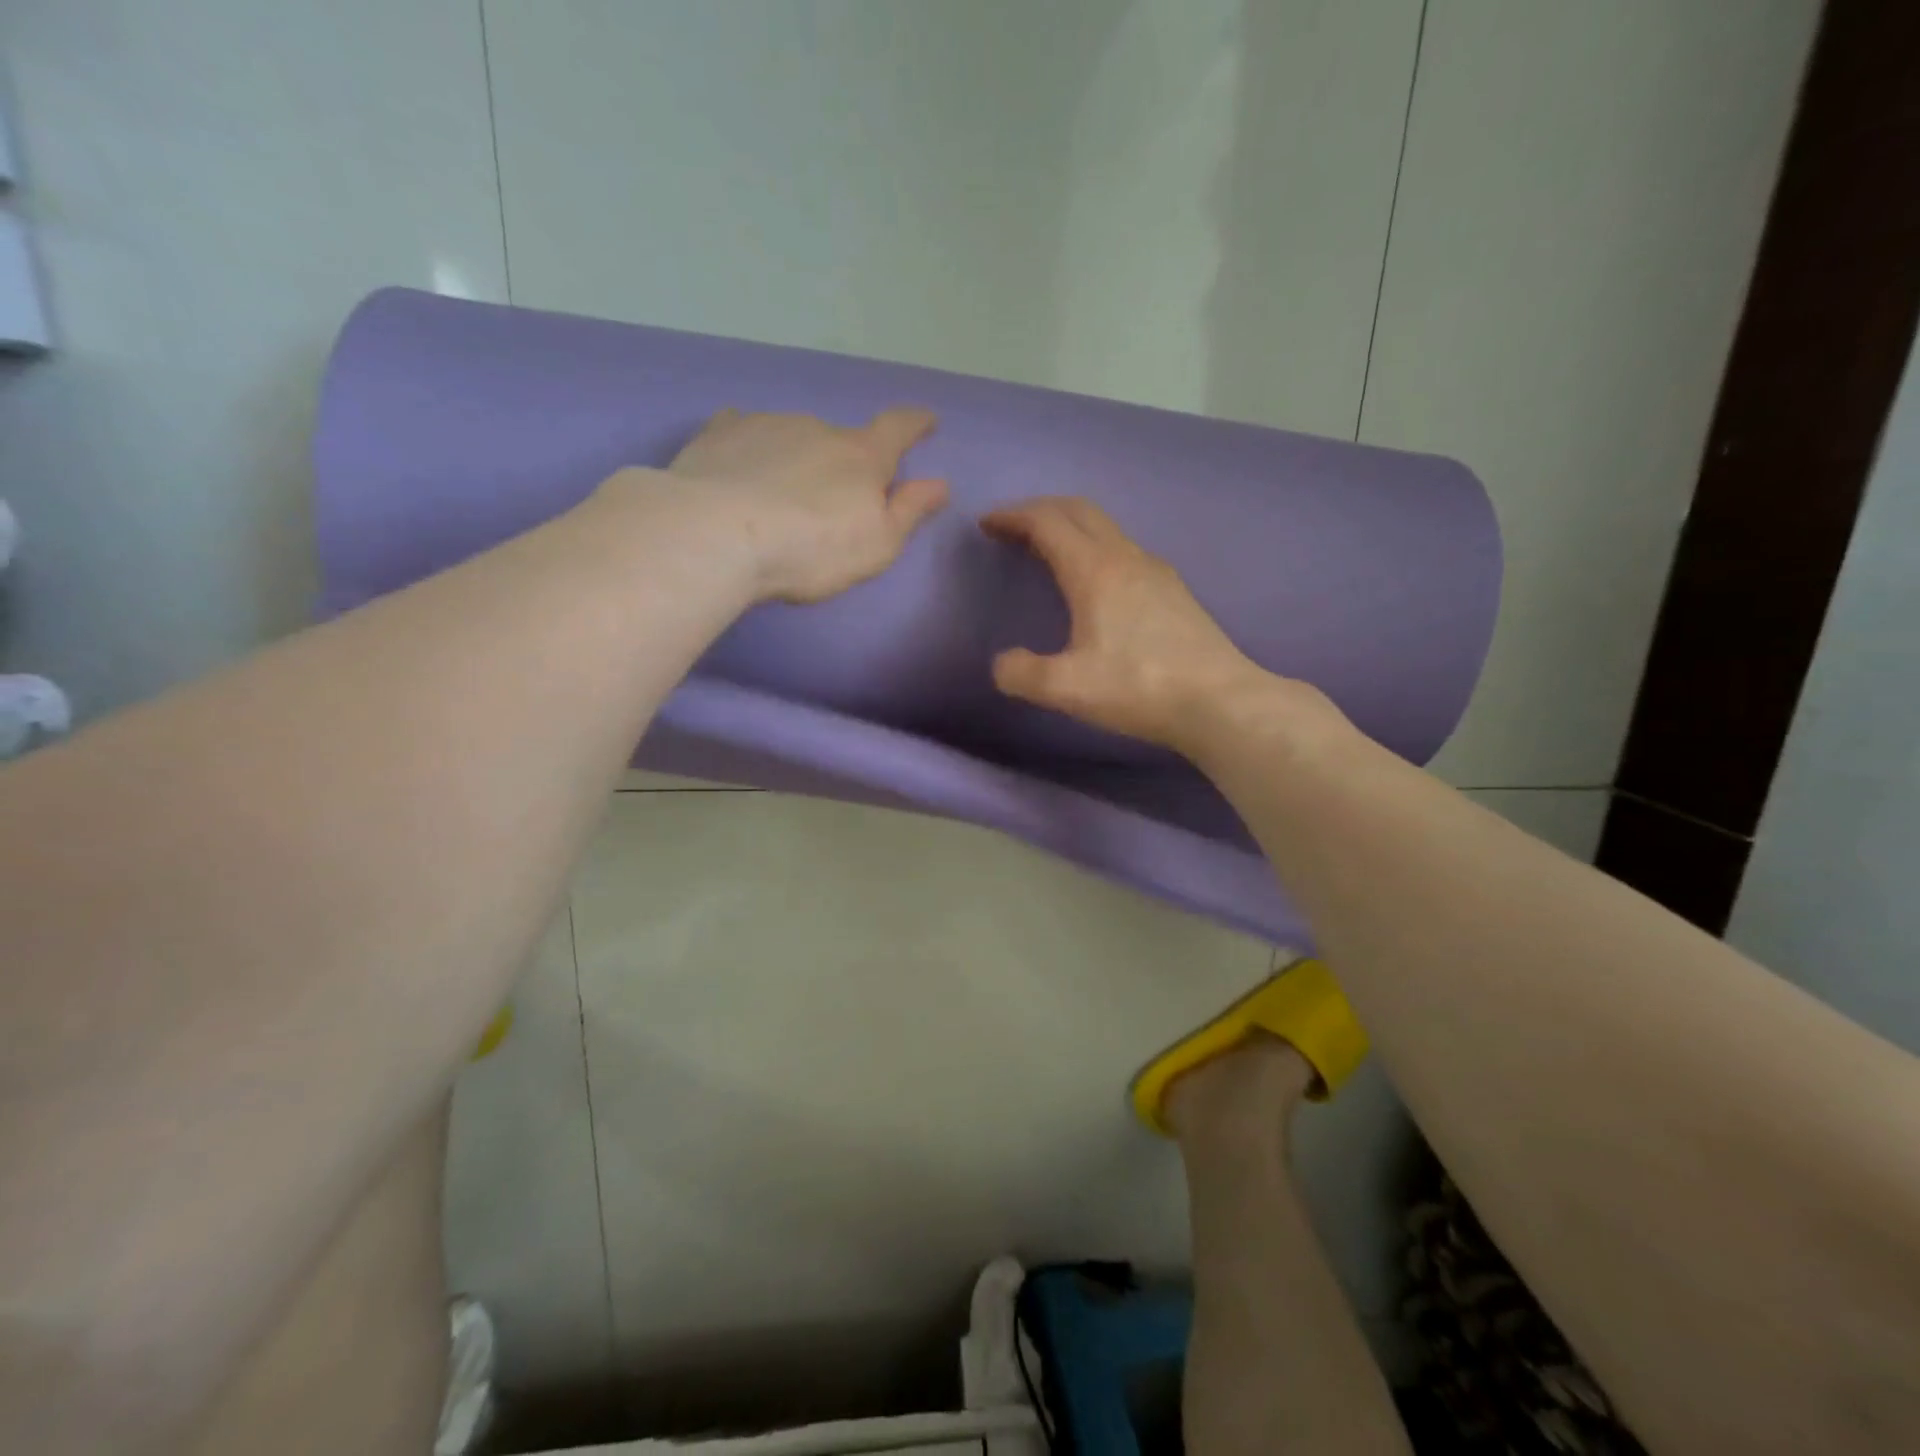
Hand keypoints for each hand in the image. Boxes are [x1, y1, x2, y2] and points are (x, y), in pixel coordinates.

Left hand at [662, 407, 948, 602]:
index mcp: (861, 457)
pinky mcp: (720, 433)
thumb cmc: (811, 548)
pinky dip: (752, 447)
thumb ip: (909, 511)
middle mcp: (818, 428)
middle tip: (830, 501)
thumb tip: (939, 483)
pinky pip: (745, 431)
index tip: (926, 421)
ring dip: (796, 458)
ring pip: (793, 437)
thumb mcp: (877, 544)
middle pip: (841, 440)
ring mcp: (767, 424)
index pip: (898, 429)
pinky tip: (740, 467)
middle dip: (842, 463)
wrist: (717, 535)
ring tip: (778, 498)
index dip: (916, 424)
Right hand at [982, 497, 1322, 756]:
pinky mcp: (1173, 591)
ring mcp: (1156, 571)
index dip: (1013, 516)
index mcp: (1095, 571)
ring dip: (1070, 528)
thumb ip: (1022, 673)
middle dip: (1040, 510)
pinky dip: (1094, 547)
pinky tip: (1094, 582)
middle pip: (1079, 510)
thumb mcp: (1067, 688)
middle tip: (1011, 528)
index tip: (986, 523)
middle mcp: (1126, 557)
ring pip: (1105, 528)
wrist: (1220, 702)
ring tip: (1046, 551)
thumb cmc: (1139, 688)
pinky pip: (1124, 549)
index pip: (1047, 522)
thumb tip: (1002, 664)